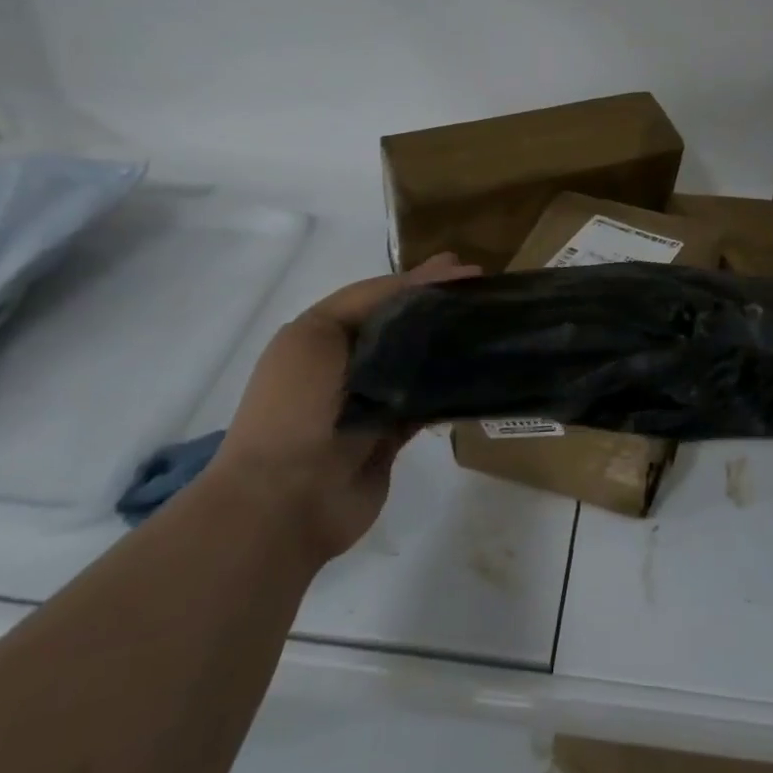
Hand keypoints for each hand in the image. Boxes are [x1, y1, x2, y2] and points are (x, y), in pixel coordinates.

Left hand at [214, 252, 479, 561]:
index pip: (379, 296)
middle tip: (483, 294)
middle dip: (438, 308)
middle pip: (401, 326)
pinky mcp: (390, 436)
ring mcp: (369, 402)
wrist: (283, 502)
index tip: (466, 270)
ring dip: (447, 347)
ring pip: (416, 363)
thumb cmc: (296, 410)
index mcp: (320, 336)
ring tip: (488, 327)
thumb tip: (424, 288)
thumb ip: (370, 304)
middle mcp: (345, 365)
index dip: (420, 279)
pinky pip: (426, 404)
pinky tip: (479, 373)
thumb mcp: (318, 337)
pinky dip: (449, 389)